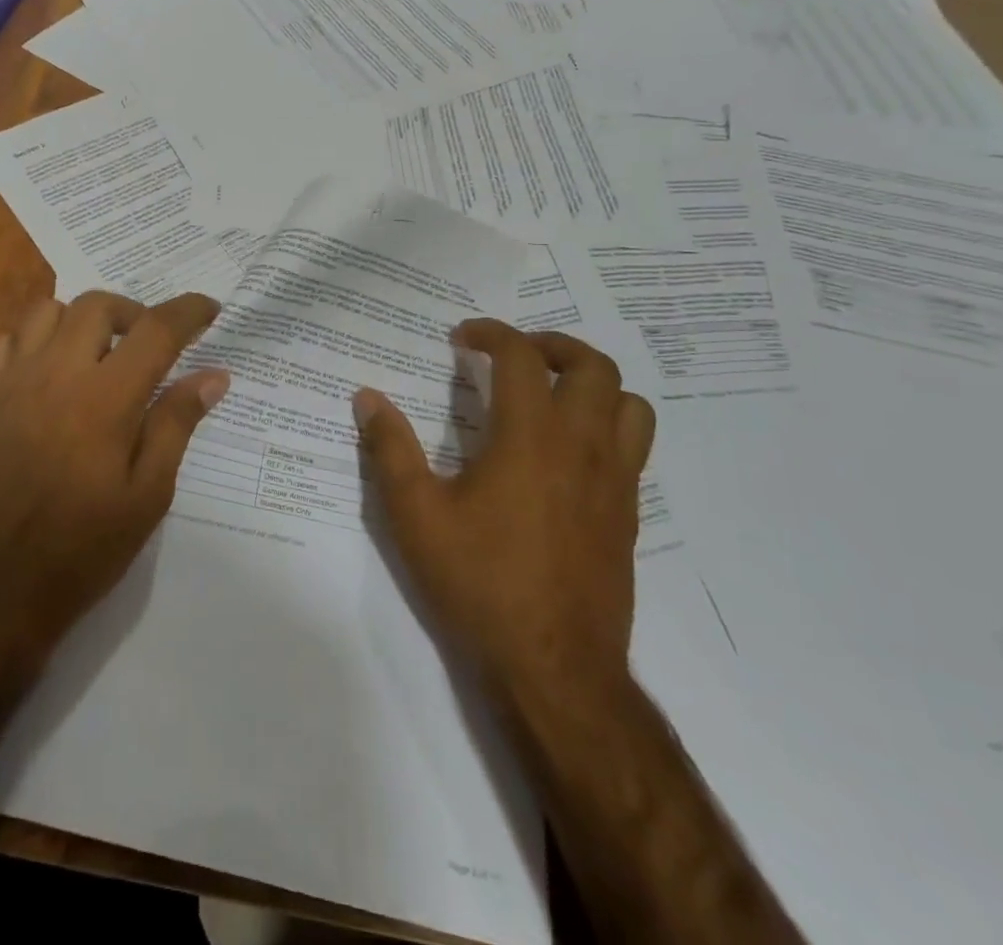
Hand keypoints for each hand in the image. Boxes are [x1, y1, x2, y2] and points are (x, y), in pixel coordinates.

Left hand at [0, 290, 228, 663]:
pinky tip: (43, 373)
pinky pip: (2, 342)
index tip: (210, 309)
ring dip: (80, 320)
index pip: (156, 329)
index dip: (188, 310)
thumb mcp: (147, 495)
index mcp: (106, 398)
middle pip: (98, 305)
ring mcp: (10, 382)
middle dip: (133, 312)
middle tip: (149, 344)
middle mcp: (56, 373)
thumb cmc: (82, 549)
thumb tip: (213, 376)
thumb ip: (176, 424)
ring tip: (96, 353)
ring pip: (46, 311)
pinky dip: (29, 341)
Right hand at [354, 321, 655, 709]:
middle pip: (593, 366)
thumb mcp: (415, 515)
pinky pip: (634, 447)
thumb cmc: (479, 583)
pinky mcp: (628, 515)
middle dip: (552, 345)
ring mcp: (615, 482)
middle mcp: (583, 448)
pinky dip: (607, 424)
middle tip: (514, 355)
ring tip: (552, 393)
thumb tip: (367, 398)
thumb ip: (389, 449)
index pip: (522, 356)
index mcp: (530, 438)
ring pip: (630, 403)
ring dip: (593, 383)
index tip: (462, 338)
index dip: (491, 333)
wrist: (554, 670)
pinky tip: (567, 452)